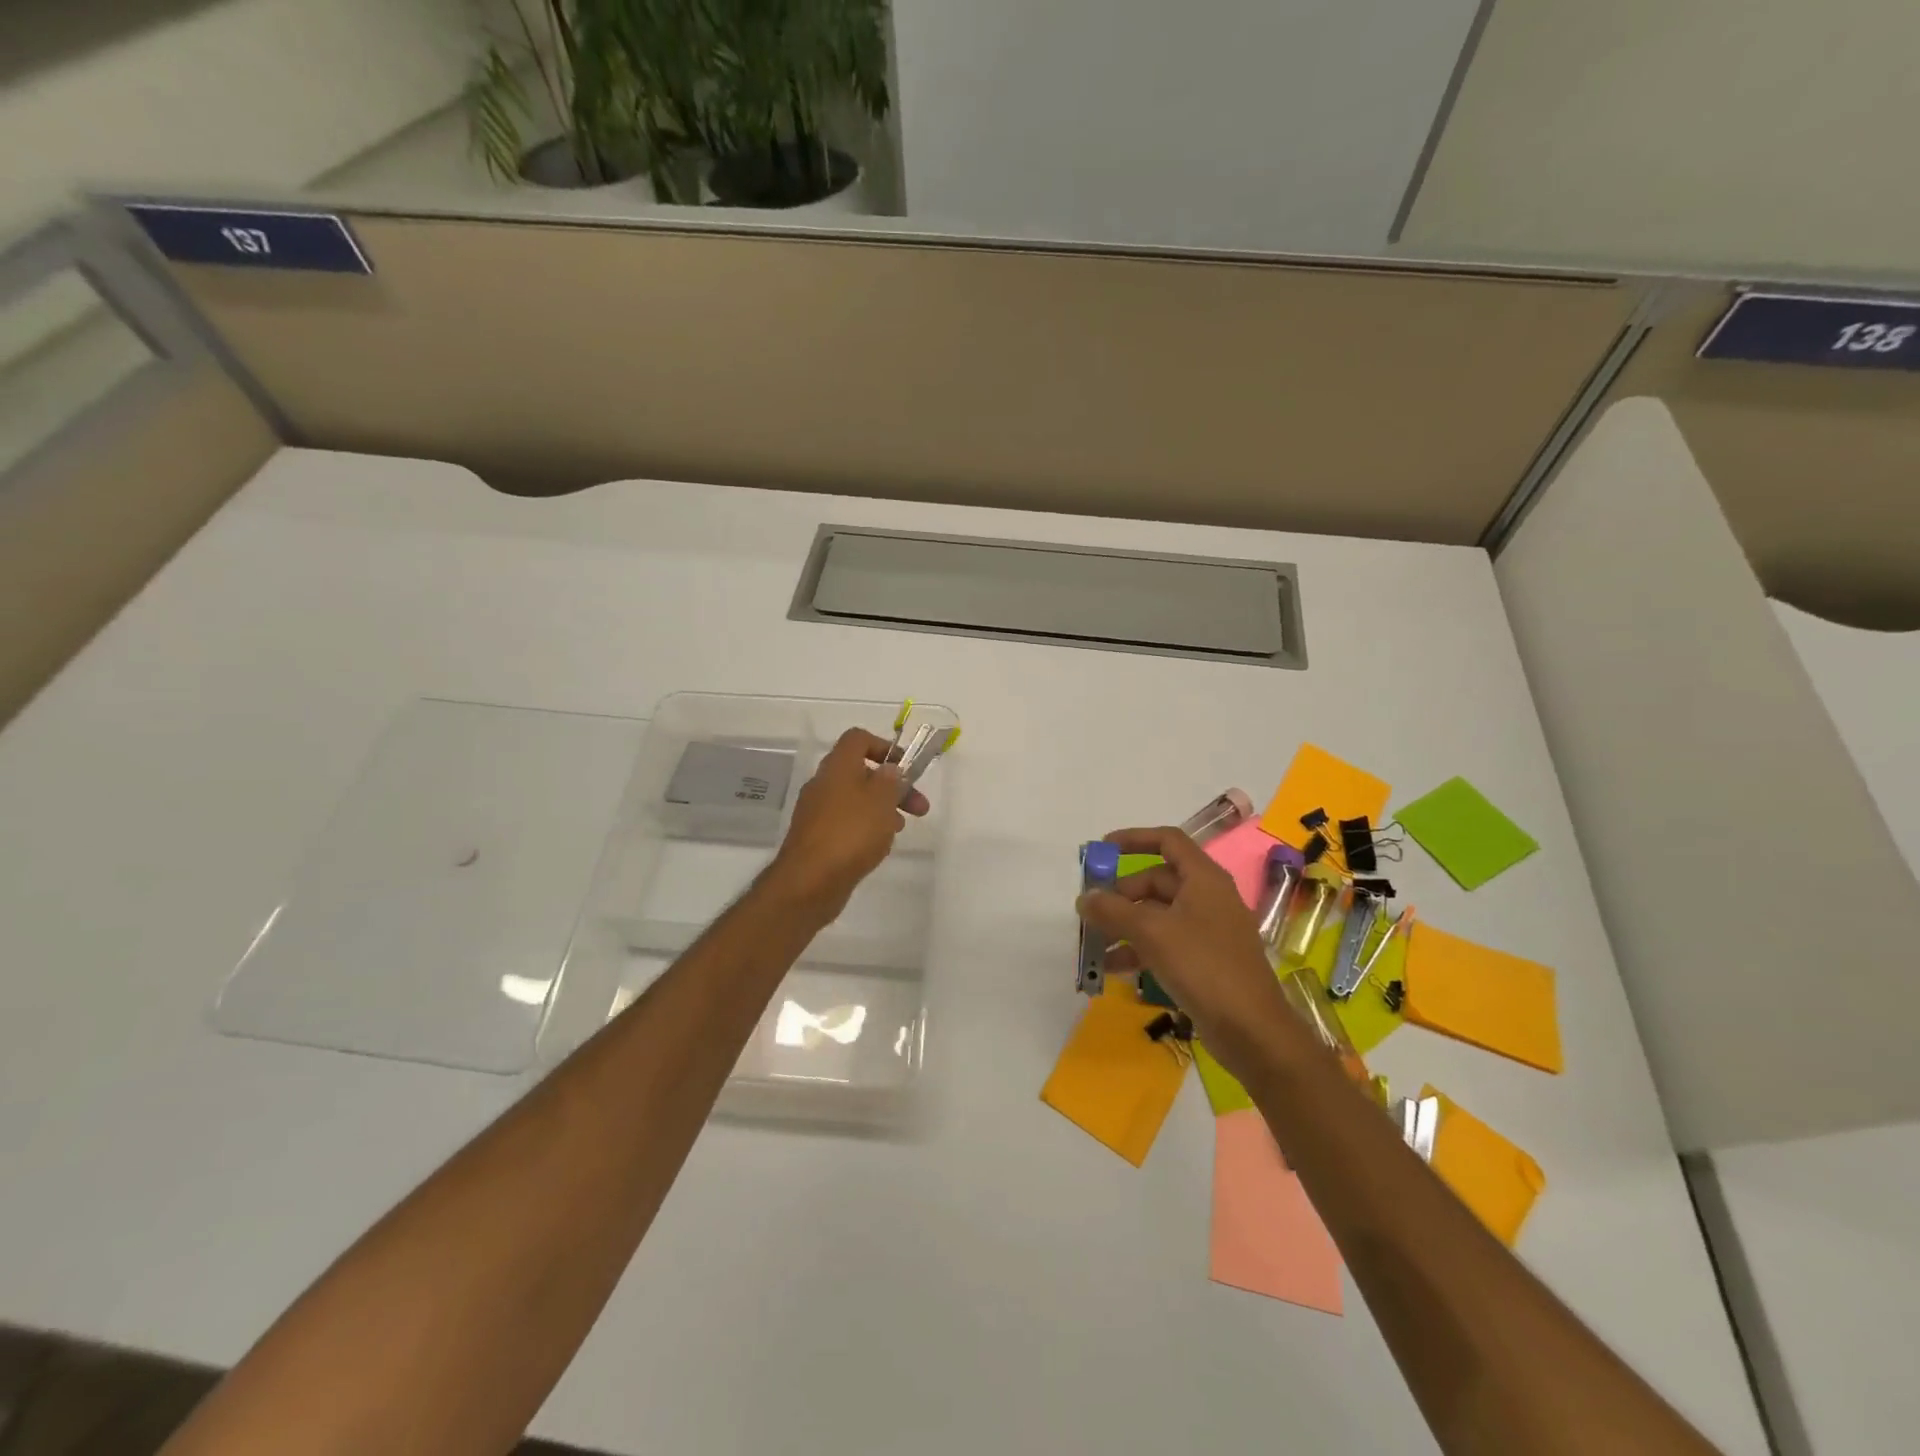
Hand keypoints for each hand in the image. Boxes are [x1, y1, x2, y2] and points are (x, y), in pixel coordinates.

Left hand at [764, 727, 929, 919]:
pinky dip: (866, 829)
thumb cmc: (850, 833)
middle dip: (894, 787)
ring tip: (899, 830)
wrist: (809, 882)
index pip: (858, 739)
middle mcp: (824, 784)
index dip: (884, 747)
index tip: (906, 768)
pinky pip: (846, 824)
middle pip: (862, 773)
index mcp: (837, 767)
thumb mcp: (881, 800)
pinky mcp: (817, 838)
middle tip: (920, 808)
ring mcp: (818, 812)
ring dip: (882, 809)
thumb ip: (890, 780)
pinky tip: (878, 847)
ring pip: (856, 800)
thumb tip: (889, 769)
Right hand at [1077, 826, 1303, 1077]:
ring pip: (1157, 915)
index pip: (1168, 840)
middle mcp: (1207, 897)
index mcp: (1204, 879)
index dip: (1134, 839)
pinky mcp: (1204, 960)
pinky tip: (1113, 968)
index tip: (1102, 850)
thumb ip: (1114, 911)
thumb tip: (1085, 898)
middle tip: (1091, 913)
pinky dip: (1139, 949)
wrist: (1252, 1031)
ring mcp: (1207, 930)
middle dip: (1121, 895)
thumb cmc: (1204, 967)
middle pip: (1156, 881)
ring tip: (1094, 944)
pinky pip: (1165, 943)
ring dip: (1124, 925)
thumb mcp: (1152, 933)